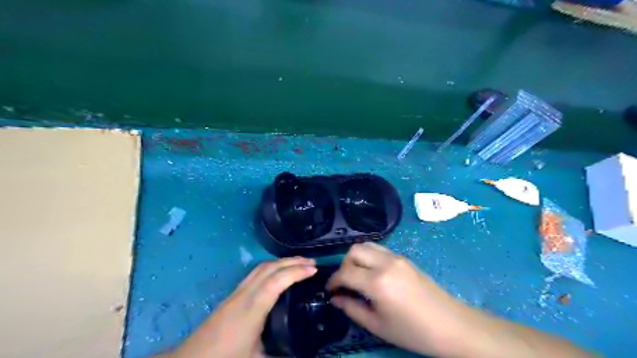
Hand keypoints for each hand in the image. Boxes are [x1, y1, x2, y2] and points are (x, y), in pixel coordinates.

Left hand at [168, 257, 317, 357]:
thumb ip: (282, 355)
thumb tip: (305, 354)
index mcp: (253, 308)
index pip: (277, 281)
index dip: (296, 272)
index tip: (314, 270)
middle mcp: (245, 294)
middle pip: (270, 268)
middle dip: (292, 262)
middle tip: (312, 263)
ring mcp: (237, 292)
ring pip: (261, 268)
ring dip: (281, 262)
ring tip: (299, 264)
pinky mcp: (233, 295)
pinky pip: (256, 273)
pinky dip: (272, 268)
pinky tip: (278, 274)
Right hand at [329, 242, 471, 356]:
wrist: (450, 325)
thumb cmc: (413, 331)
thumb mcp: (377, 326)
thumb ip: (352, 309)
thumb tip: (335, 298)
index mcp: (377, 282)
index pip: (345, 272)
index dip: (333, 281)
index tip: (330, 291)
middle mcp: (385, 263)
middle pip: (354, 251)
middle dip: (344, 265)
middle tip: (344, 283)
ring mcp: (396, 257)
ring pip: (366, 245)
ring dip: (356, 258)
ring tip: (357, 276)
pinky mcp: (404, 258)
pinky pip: (379, 249)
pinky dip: (369, 256)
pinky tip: (372, 273)